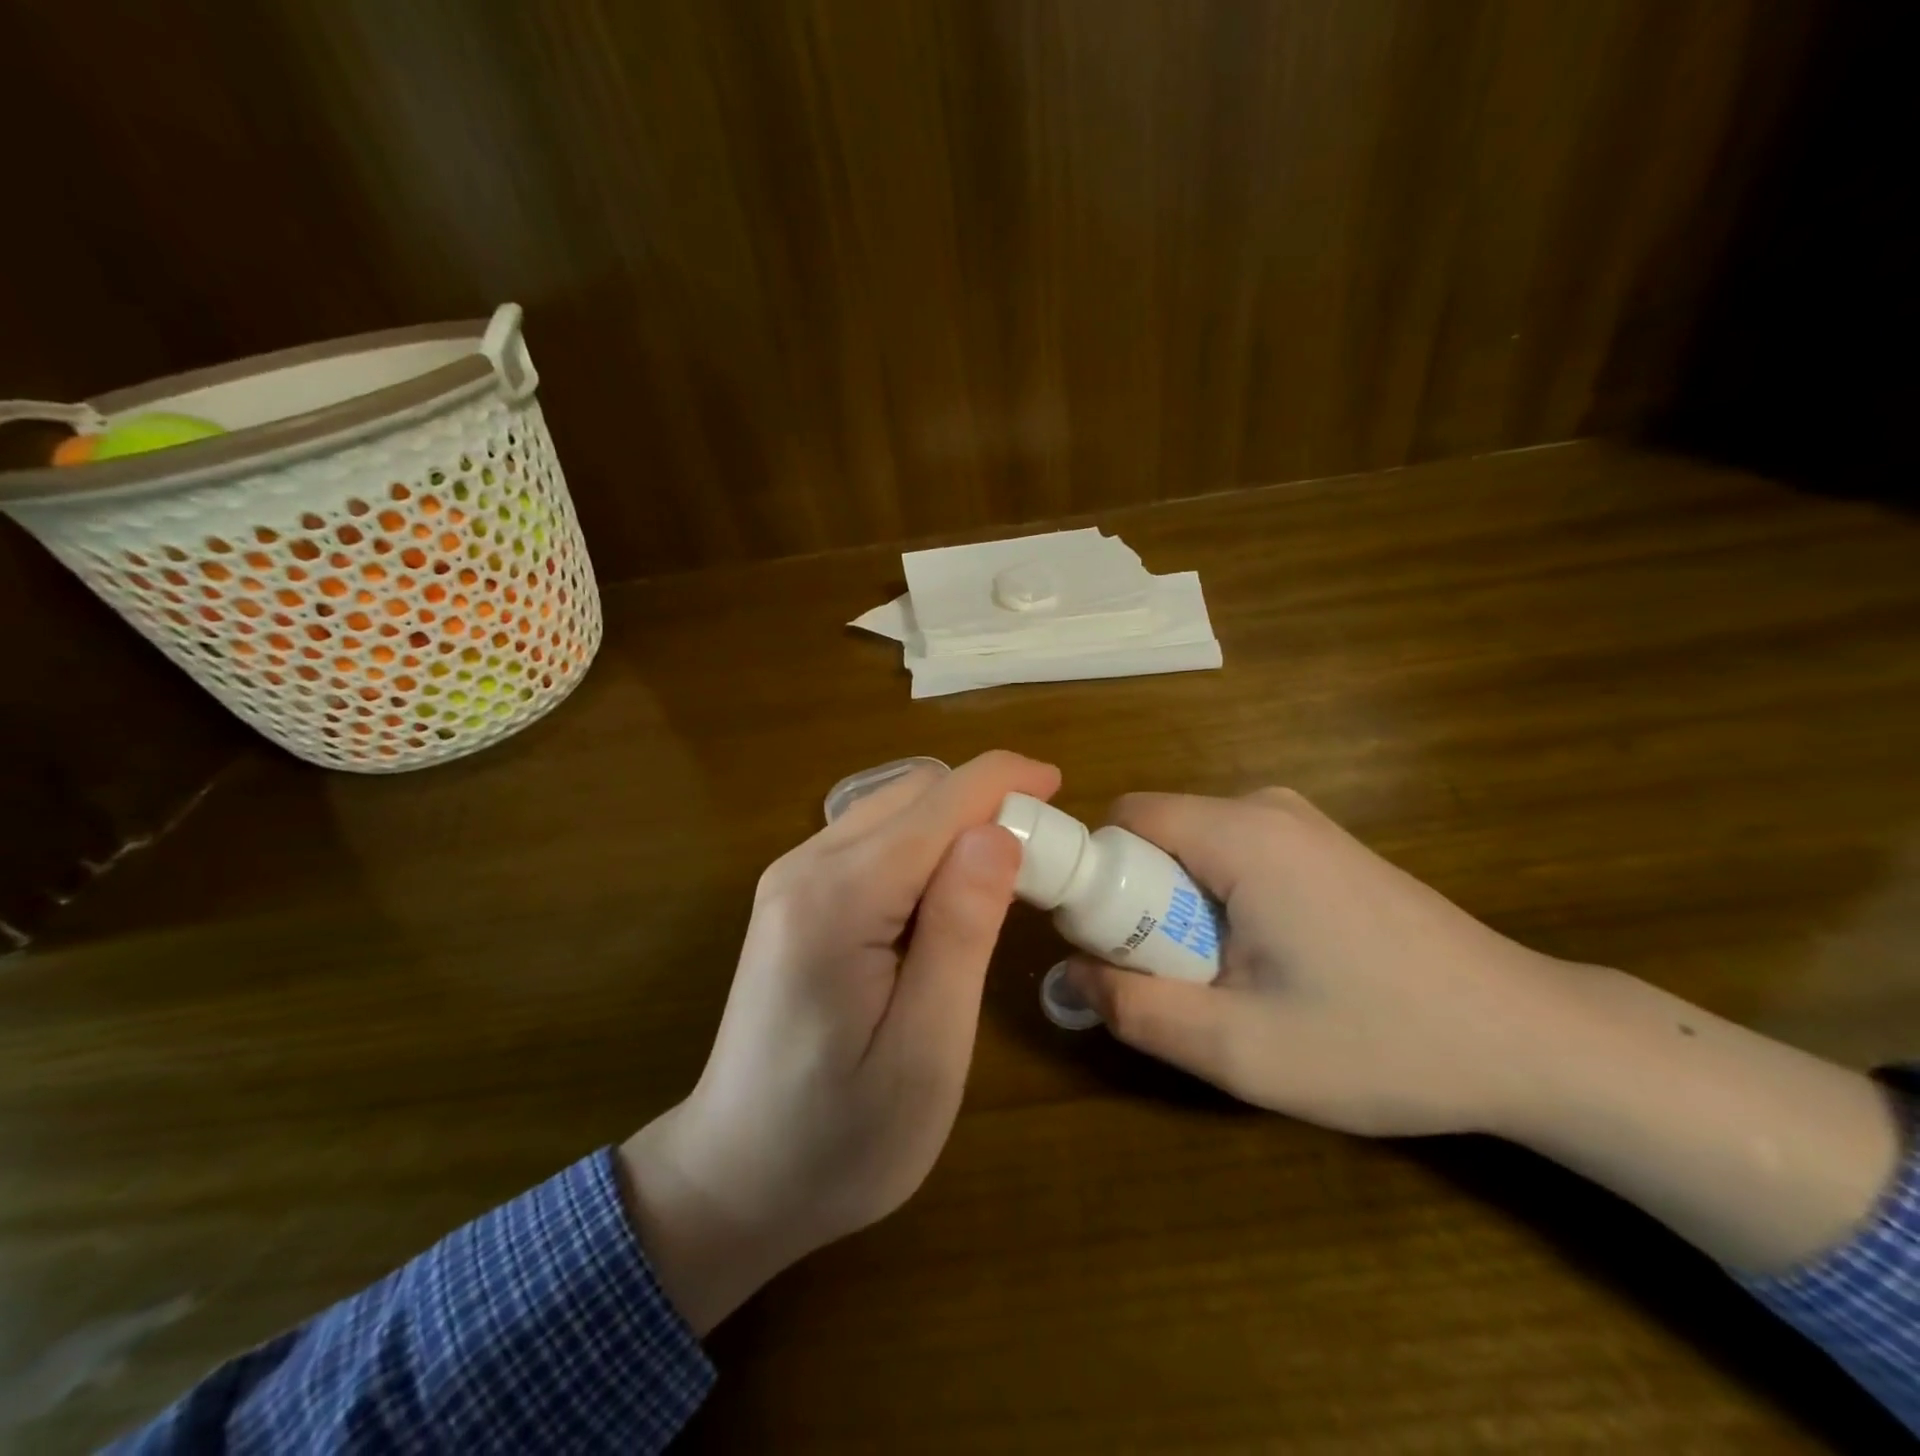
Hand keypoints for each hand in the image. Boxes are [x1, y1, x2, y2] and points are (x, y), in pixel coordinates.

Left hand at [620, 750, 1059, 1331]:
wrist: (732, 1179)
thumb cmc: (840, 1138)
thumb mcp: (925, 1050)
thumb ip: (961, 931)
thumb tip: (996, 833)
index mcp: (839, 897)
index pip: (940, 801)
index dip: (1006, 781)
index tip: (1060, 787)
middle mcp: (806, 866)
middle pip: (915, 794)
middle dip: (984, 806)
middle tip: (1039, 863)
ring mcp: (793, 878)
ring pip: (894, 809)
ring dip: (955, 826)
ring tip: (1000, 886)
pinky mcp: (794, 897)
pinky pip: (873, 840)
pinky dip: (923, 848)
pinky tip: (943, 903)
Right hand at [1064, 787, 1583, 1138]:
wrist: (1532, 1039)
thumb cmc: (1381, 1041)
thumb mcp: (1240, 1049)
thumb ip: (1137, 1010)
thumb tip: (1072, 975)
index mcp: (1241, 833)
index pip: (1123, 820)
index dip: (1096, 879)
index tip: (1112, 948)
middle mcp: (1266, 808)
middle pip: (1157, 836)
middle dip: (1142, 905)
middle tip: (1175, 982)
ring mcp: (1302, 824)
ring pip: (1194, 850)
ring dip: (1182, 911)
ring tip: (1228, 983)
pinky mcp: (1324, 848)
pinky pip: (1235, 858)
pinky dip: (1222, 904)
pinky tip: (1272, 966)